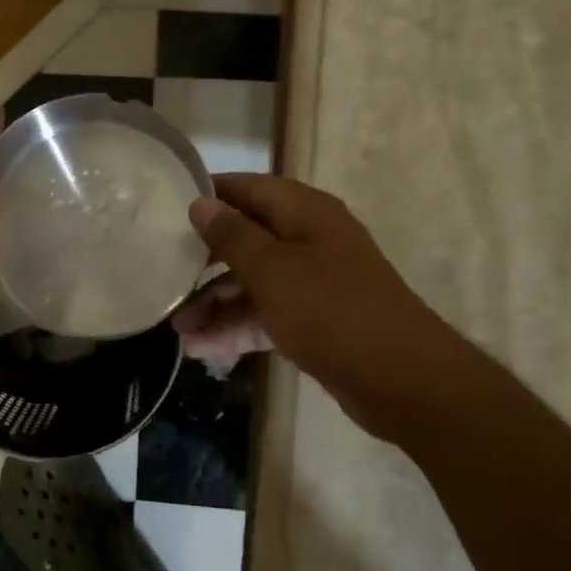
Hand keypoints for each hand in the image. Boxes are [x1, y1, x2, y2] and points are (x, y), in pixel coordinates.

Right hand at [174, 174, 481, 436]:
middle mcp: (309, 240)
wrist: (404, 382)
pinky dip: (238, 327)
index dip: (209, 195)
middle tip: (165, 275)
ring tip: (177, 329)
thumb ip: (232, 236)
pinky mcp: (316, 321)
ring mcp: (314, 282)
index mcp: (305, 213)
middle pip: (247, 238)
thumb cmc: (332, 311)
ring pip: (254, 282)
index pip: (248, 188)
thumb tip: (200, 202)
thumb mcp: (273, 270)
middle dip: (205, 260)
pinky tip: (203, 350)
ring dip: (216, 303)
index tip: (167, 207)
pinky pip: (267, 314)